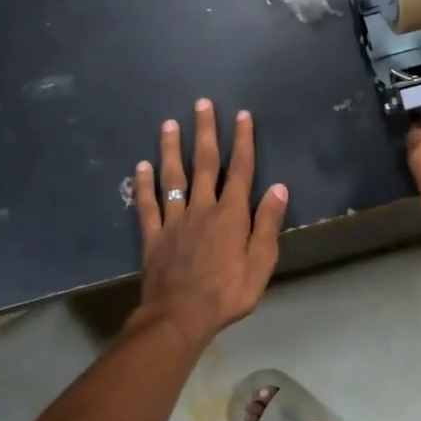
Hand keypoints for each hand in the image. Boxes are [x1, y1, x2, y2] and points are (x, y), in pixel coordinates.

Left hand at [133, 99, 288, 346]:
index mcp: (231, 215)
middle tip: (201, 103)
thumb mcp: (261, 264)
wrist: (179, 317)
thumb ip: (268, 225)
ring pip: (172, 177)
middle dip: (204, 131)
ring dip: (171, 149)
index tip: (242, 115)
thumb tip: (279, 188)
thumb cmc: (227, 294)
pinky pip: (146, 205)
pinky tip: (140, 166)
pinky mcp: (153, 235)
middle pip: (204, 163)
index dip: (242, 141)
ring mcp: (174, 220)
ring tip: (168, 124)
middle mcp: (201, 208)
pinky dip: (143, 185)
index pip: (240, 170)